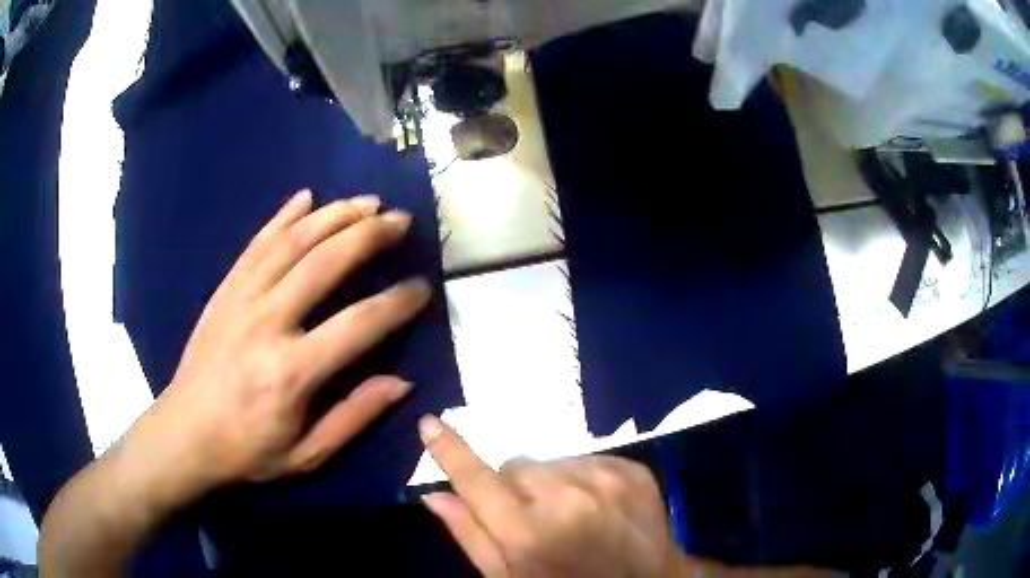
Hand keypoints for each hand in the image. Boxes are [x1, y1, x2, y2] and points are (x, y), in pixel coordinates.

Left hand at [126, 190, 431, 508]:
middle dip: (369, 234)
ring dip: (334, 215)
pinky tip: (305, 197)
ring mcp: (241, 299)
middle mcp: (267, 322)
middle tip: (401, 220)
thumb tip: (403, 382)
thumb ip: (354, 416)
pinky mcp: (224, 290)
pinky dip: (283, 216)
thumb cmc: (247, 451)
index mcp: (292, 371)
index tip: (422, 286)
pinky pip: (256, 244)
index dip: (397, 302)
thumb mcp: (307, 454)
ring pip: (292, 242)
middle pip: (325, 263)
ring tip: (367, 201)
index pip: (359, 323)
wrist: (184, 434)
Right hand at [418, 416, 685, 577]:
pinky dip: (581, 478)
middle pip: (515, 466)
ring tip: (570, 516)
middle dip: (514, 488)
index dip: (450, 451)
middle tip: (532, 520)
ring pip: (550, 462)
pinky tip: (596, 506)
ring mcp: (605, 479)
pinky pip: (586, 458)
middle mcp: (566, 498)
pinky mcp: (632, 470)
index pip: (477, 481)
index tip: (430, 423)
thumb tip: (435, 496)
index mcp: (529, 533)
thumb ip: (472, 536)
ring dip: (550, 483)